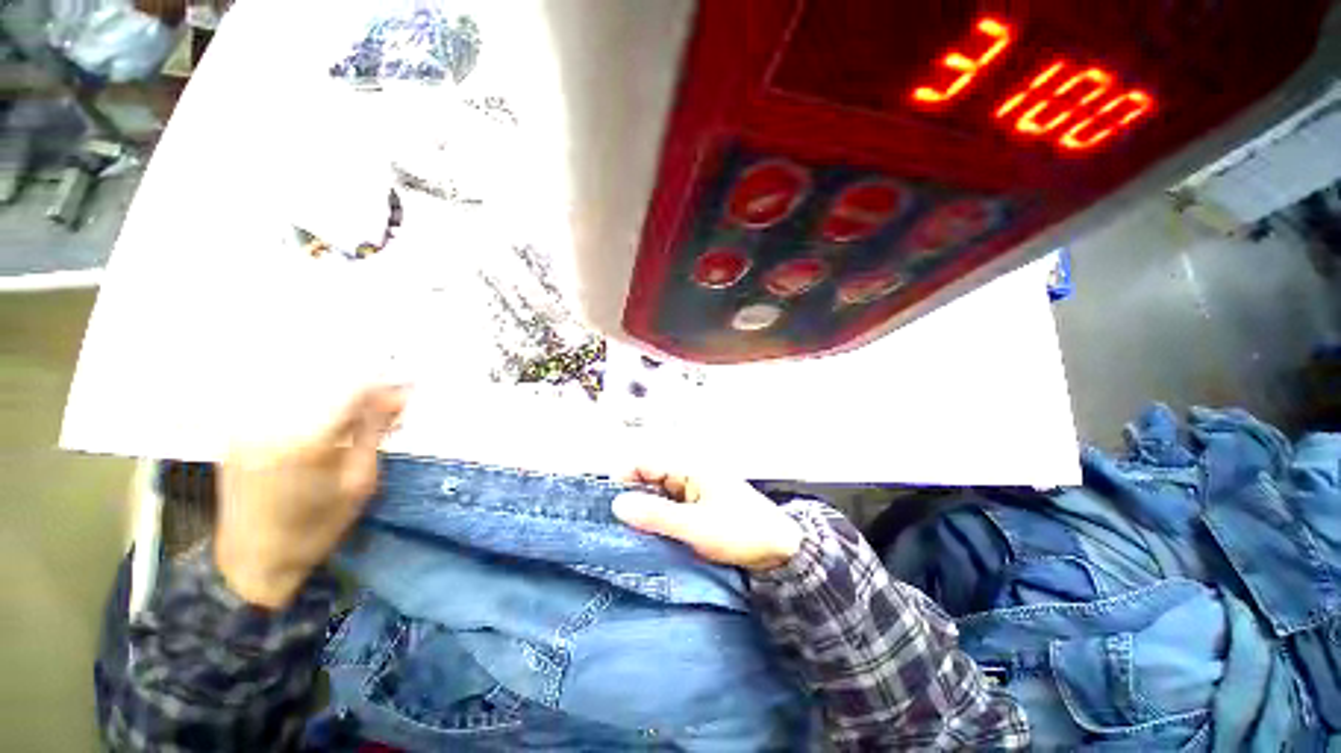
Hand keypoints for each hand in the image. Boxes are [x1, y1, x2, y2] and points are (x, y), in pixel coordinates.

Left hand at [216, 385, 406, 607]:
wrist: (253, 562)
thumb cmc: (316, 529)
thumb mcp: (359, 484)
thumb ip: (373, 434)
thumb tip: (396, 398)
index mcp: (306, 443)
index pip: (352, 392)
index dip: (383, 388)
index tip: (404, 393)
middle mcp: (272, 427)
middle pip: (328, 387)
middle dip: (363, 393)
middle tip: (387, 407)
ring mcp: (249, 429)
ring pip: (304, 393)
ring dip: (337, 400)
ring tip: (359, 417)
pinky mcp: (239, 435)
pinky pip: (283, 406)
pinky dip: (311, 409)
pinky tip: (326, 424)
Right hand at [612, 469, 802, 571]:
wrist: (780, 550)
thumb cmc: (740, 531)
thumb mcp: (696, 526)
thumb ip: (656, 516)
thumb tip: (617, 505)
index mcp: (689, 467)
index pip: (645, 463)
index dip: (622, 479)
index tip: (605, 506)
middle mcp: (688, 474)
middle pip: (648, 479)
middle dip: (630, 499)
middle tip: (612, 527)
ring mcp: (693, 491)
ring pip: (657, 496)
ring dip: (643, 512)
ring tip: (626, 536)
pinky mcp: (696, 508)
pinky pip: (668, 509)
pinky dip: (657, 520)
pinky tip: (648, 538)